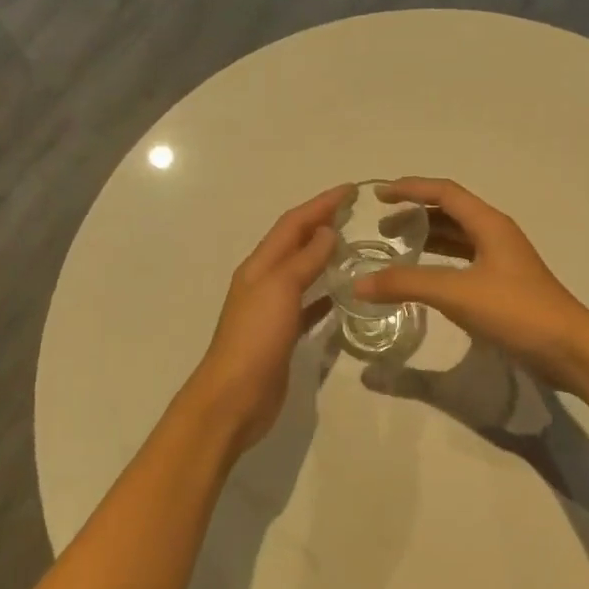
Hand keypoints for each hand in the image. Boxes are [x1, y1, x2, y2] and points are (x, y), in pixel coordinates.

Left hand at [186, 184, 349, 452]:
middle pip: (295, 242)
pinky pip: (308, 304)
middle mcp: (264, 280)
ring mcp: (272, 308)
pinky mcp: (283, 334)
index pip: (293, 223)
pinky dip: (324, 293)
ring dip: (323, 254)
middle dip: (321, 223)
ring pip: (302, 271)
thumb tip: (327, 232)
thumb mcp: (280, 289)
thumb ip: (304, 260)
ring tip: (353, 245)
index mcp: (260, 265)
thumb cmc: (256, 337)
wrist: (234, 397)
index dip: (320, 204)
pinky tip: (344, 294)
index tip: (350, 190)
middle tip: (354, 212)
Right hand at [355, 178, 588, 382]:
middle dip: (415, 215)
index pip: (444, 192)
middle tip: (382, 228)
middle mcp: (496, 235)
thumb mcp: (457, 292)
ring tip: (396, 248)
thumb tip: (359, 284)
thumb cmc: (516, 310)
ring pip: (457, 238)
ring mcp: (501, 261)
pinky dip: (439, 262)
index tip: (379, 195)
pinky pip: (462, 262)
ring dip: (427, 238)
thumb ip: (407, 284)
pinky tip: (423, 278)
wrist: (569, 349)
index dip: (411, 188)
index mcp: (489, 224)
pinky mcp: (503, 286)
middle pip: (450, 213)